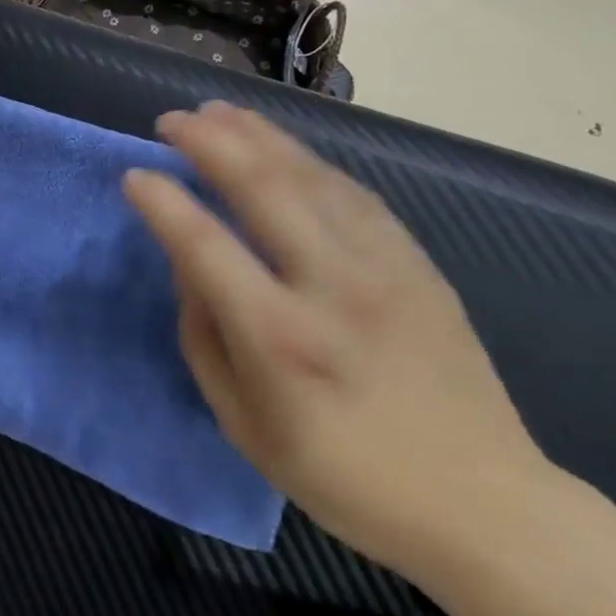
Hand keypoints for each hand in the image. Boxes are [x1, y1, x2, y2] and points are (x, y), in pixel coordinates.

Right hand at [123, 101, 548, 581]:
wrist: (481, 503)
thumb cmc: (344, 478)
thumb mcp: (244, 425)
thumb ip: (204, 336)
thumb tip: (189, 264)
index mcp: (279, 339)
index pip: (204, 244)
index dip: (162, 202)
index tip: (135, 175)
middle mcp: (331, 286)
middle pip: (262, 185)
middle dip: (209, 141)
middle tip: (172, 120)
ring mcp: (383, 266)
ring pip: (310, 175)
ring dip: (257, 135)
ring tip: (218, 112)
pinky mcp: (416, 261)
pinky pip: (353, 191)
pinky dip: (308, 160)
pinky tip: (283, 148)